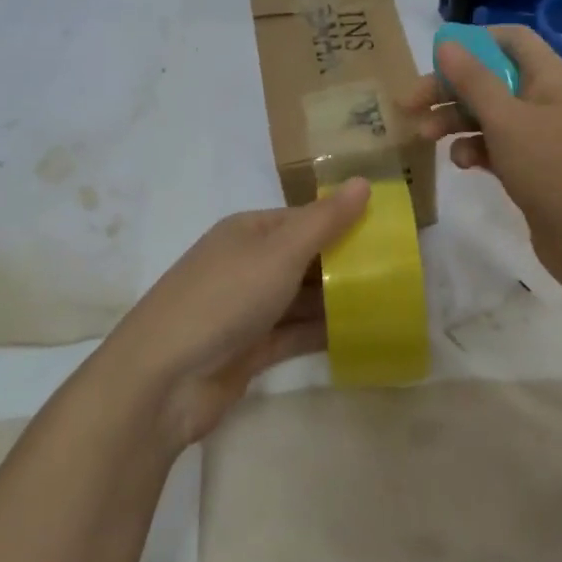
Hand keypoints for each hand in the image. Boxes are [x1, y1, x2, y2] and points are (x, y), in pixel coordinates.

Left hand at [95, 179, 370, 451]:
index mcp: (249, 232)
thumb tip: (365, 182)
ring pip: (302, 298)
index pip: (305, 218)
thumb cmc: (223, 299)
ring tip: (388, 303)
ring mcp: (247, 309)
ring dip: (338, 300)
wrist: (163, 379)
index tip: (388, 233)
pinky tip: (360, 335)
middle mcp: (247, 264)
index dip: (344, 222)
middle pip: (305, 258)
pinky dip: (323, 333)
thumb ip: (325, 221)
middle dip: (346, 264)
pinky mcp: (250, 349)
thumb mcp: (279, 252)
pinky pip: (295, 334)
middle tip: (398, 272)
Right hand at [398, 25, 561, 295]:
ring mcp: (541, 135)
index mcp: (550, 77)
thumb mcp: (506, 120)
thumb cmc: (552, 168)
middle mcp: (546, 99)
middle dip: (450, 89)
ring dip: (456, 121)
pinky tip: (462, 163)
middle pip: (491, 79)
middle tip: (410, 104)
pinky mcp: (533, 167)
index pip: (511, 40)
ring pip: (489, 115)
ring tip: (425, 136)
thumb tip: (448, 44)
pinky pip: (497, 146)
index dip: (474, 42)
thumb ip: (474, 80)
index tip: (436, 58)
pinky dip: (475, 149)